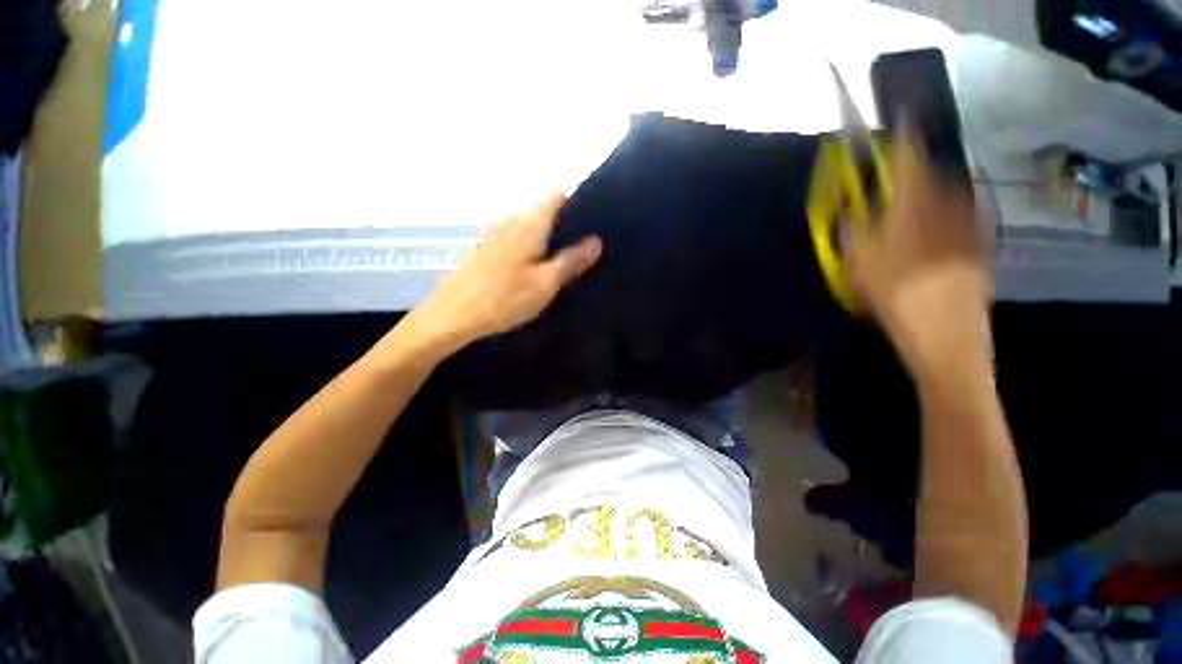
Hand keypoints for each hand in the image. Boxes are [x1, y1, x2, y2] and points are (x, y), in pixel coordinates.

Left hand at [400, 191, 601, 355]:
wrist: (452, 315)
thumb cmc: (504, 298)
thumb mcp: (546, 283)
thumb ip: (572, 260)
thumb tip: (596, 240)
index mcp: (529, 222)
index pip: (555, 193)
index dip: (574, 200)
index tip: (591, 218)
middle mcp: (511, 219)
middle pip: (542, 208)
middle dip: (563, 221)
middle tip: (582, 245)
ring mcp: (495, 233)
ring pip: (528, 224)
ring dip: (546, 235)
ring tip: (563, 256)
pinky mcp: (485, 249)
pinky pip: (515, 237)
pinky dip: (530, 245)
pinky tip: (535, 267)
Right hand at [843, 125, 992, 373]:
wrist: (946, 333)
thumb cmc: (896, 297)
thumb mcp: (859, 267)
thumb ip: (853, 235)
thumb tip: (850, 216)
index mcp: (913, 210)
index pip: (909, 163)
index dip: (905, 138)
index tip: (903, 116)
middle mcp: (947, 209)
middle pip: (937, 175)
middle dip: (921, 167)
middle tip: (905, 173)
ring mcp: (969, 227)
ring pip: (955, 192)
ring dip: (939, 187)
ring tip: (924, 198)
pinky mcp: (982, 246)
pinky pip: (970, 214)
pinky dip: (958, 208)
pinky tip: (948, 222)